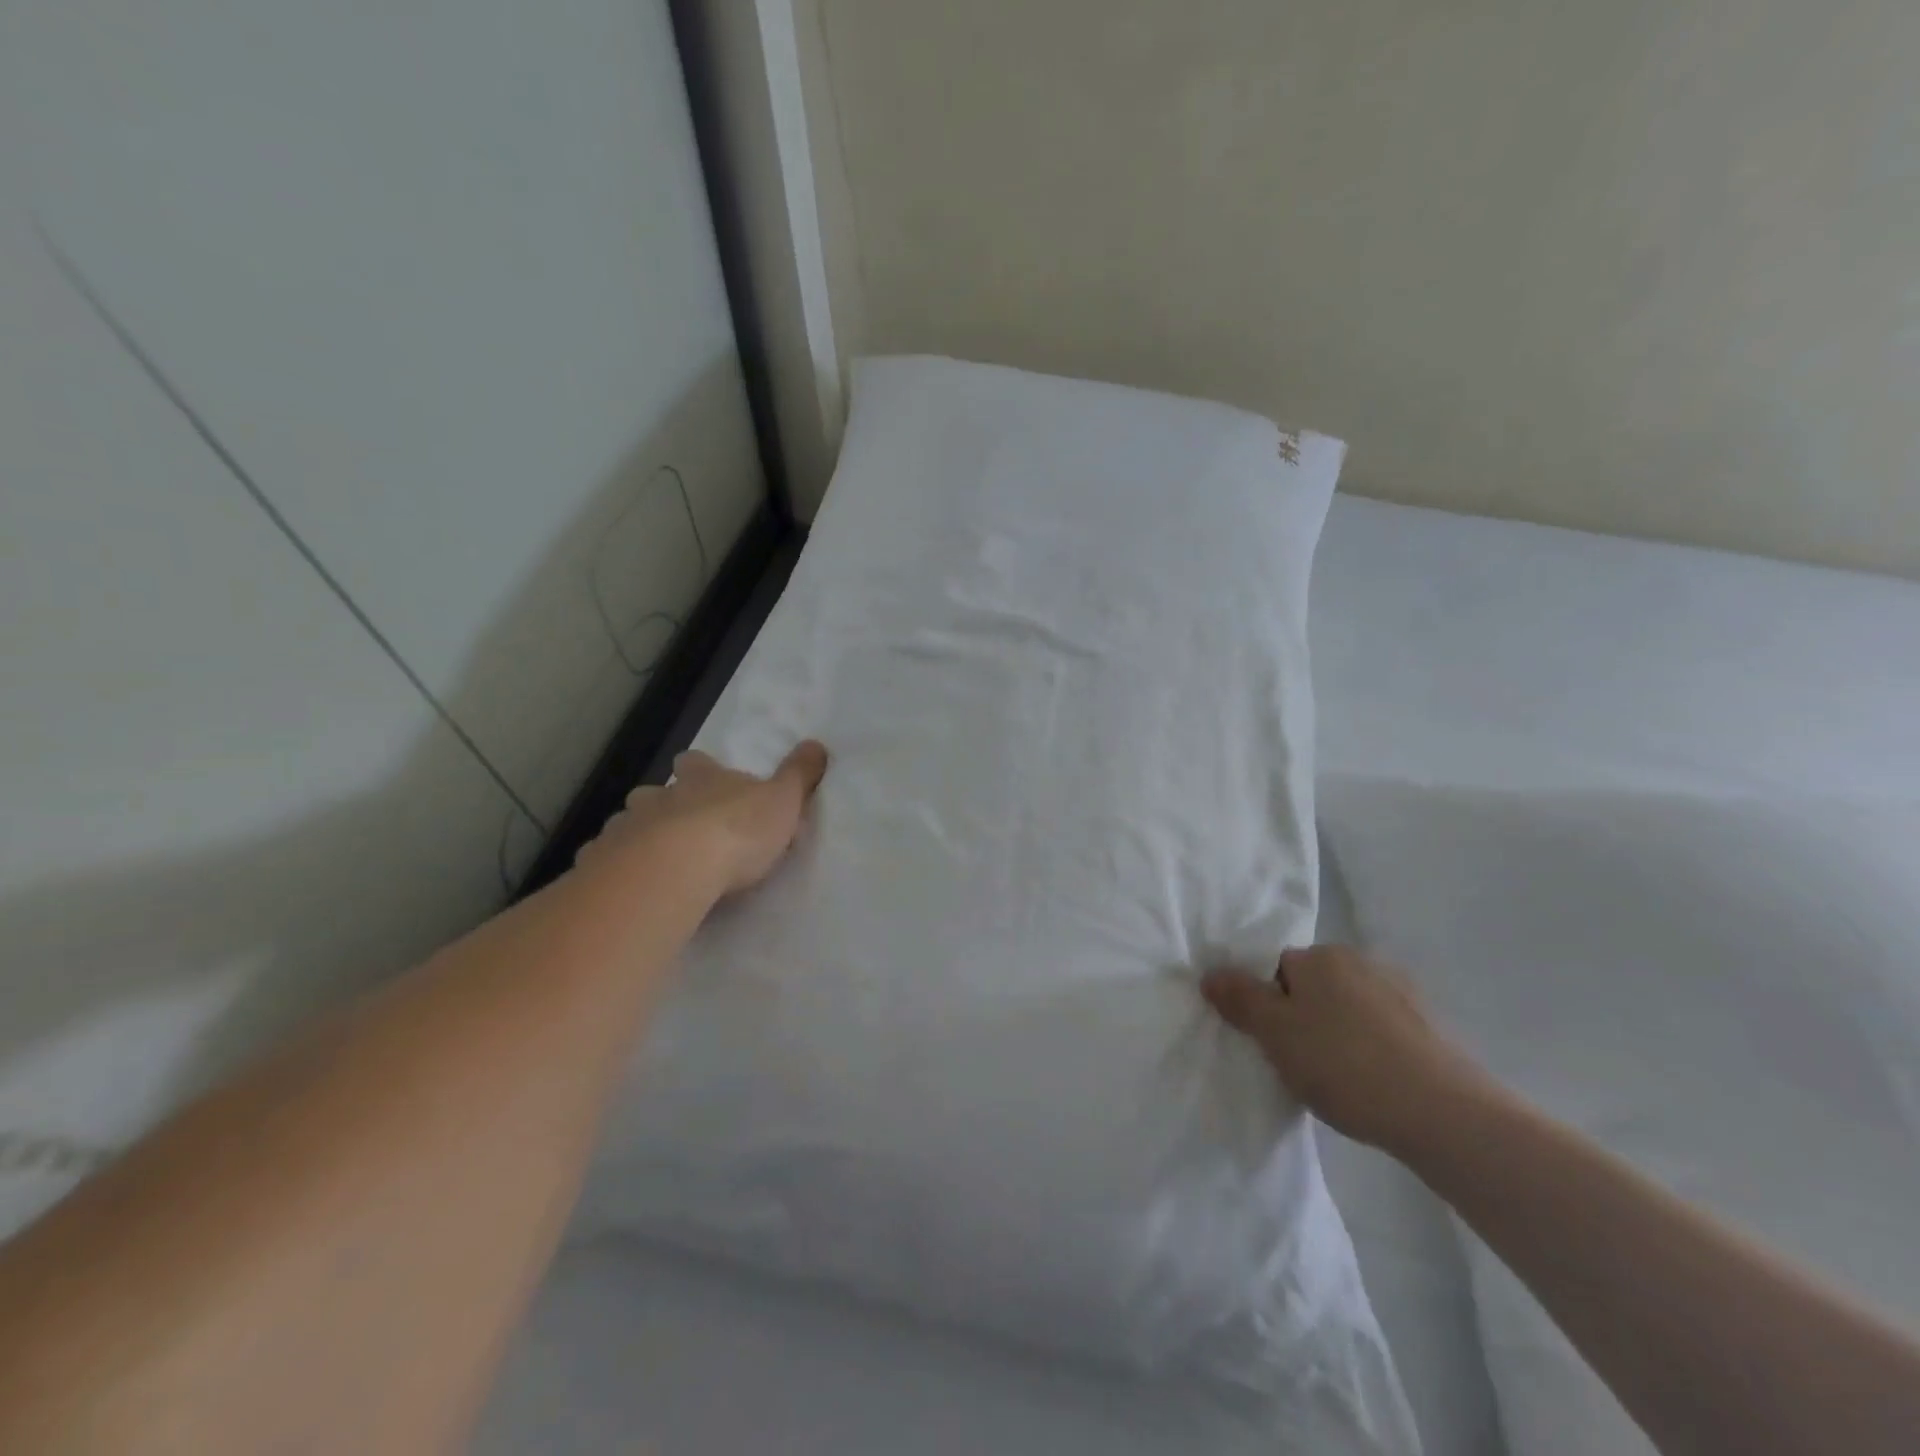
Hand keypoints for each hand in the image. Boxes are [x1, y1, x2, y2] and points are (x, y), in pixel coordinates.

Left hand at [577, 740, 829, 895]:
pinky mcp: (603, 865)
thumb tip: (817, 744)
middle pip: (653, 793)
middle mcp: (659, 798)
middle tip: (680, 829)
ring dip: (638, 837)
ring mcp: (626, 829)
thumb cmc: (737, 830)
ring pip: (627, 825)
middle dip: (663, 806)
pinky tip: (627, 888)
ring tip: (655, 863)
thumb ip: (799, 774)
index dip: (701, 769)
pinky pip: (604, 862)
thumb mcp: (783, 800)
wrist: (676, 869)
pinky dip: (614, 870)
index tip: (706, 778)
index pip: (697, 762)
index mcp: (702, 780)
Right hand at [1201, 945, 1488, 1154]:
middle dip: (1303, 1019)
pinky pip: (1382, 1031)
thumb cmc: (1345, 1065)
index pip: (1277, 969)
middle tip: (1300, 1064)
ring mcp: (1403, 993)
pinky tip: (1373, 1085)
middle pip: (1313, 987)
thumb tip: (1211, 972)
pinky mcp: (1432, 1027)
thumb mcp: (1275, 1033)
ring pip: (1348, 1010)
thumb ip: (1239, 998)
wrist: (1445, 1115)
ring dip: (1338, 1035)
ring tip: (1339, 1081)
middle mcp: (1363, 961)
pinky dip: (1371, 1050)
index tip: (1274, 1044)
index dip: (1269, 1006)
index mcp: (1323, 956)